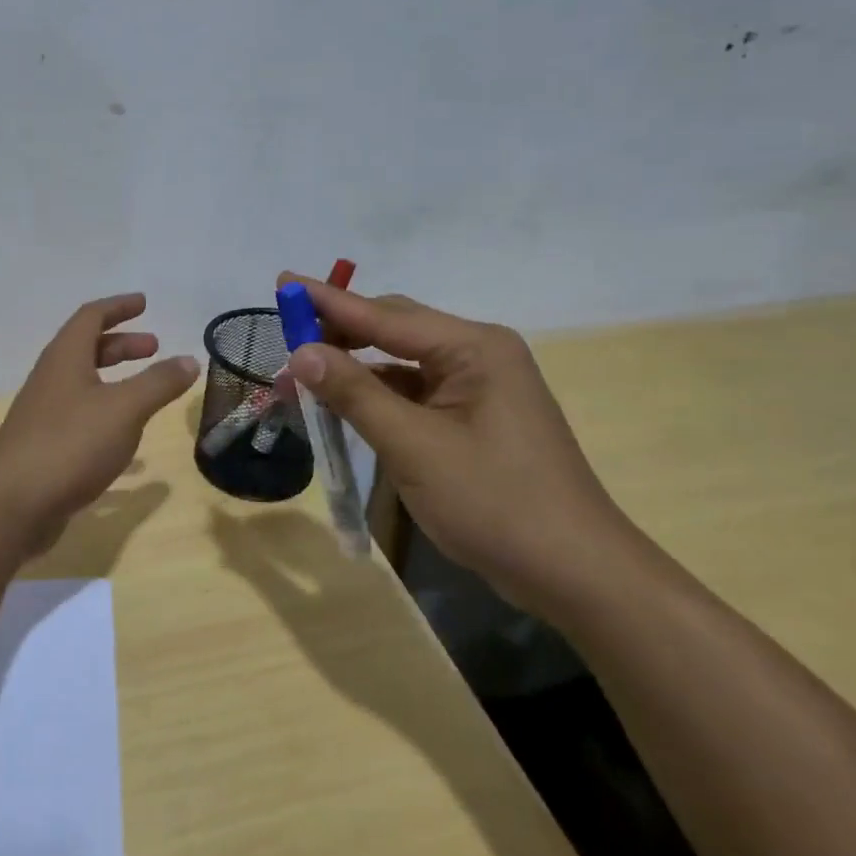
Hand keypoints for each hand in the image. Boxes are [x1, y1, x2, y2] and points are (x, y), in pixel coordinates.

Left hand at [0, 294, 197, 545]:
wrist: (13, 504)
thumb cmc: (71, 444)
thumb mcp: (124, 409)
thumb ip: (158, 383)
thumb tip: (189, 359)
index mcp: (65, 358)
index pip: (91, 317)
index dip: (118, 307)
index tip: (144, 303)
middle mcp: (50, 380)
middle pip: (86, 348)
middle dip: (121, 344)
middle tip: (154, 348)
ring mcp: (43, 414)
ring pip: (83, 384)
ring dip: (114, 379)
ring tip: (146, 391)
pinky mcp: (44, 447)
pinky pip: (81, 418)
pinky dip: (107, 416)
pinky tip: (128, 443)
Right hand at [276, 273, 653, 620]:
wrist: (573, 573)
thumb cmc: (494, 502)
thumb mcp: (413, 446)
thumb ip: (354, 394)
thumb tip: (301, 351)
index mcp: (473, 347)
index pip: (384, 314)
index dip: (328, 301)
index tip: (282, 282)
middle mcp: (477, 355)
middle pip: (393, 329)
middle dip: (337, 334)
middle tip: (285, 340)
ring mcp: (478, 388)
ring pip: (400, 364)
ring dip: (352, 370)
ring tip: (301, 377)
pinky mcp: (472, 418)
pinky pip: (413, 393)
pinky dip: (375, 397)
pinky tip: (343, 406)